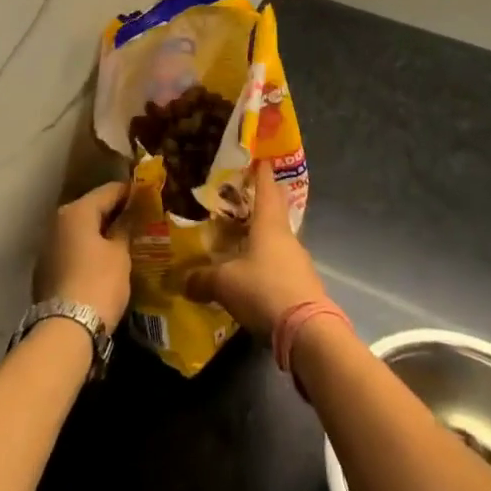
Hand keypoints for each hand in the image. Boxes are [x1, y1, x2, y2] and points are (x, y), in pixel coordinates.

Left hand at [33, 182, 132, 332]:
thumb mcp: (120, 254)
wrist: (65, 331)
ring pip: (80, 231)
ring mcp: (48, 246)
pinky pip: (71, 249)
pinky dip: (87, 250)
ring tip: (123, 240)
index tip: (147, 196)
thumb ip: (125, 228)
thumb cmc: (98, 283)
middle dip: (114, 213)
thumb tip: (130, 213)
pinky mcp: (45, 270)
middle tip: (138, 220)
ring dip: (99, 233)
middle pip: (91, 209)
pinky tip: (103, 261)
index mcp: (77, 211)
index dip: (130, 192)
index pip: (108, 191)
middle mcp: (58, 222)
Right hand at [183, 163, 324, 339]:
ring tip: (241, 240)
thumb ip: (203, 279)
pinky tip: (254, 276)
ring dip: (262, 237)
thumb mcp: (226, 284)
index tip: (259, 157)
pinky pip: (282, 265)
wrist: (308, 333)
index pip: (266, 187)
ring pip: (278, 240)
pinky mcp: (303, 285)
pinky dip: (268, 264)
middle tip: (241, 198)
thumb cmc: (265, 290)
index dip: (261, 171)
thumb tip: (182, 280)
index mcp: (269, 224)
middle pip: (274, 211)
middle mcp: (286, 236)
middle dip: (260, 202)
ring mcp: (298, 261)